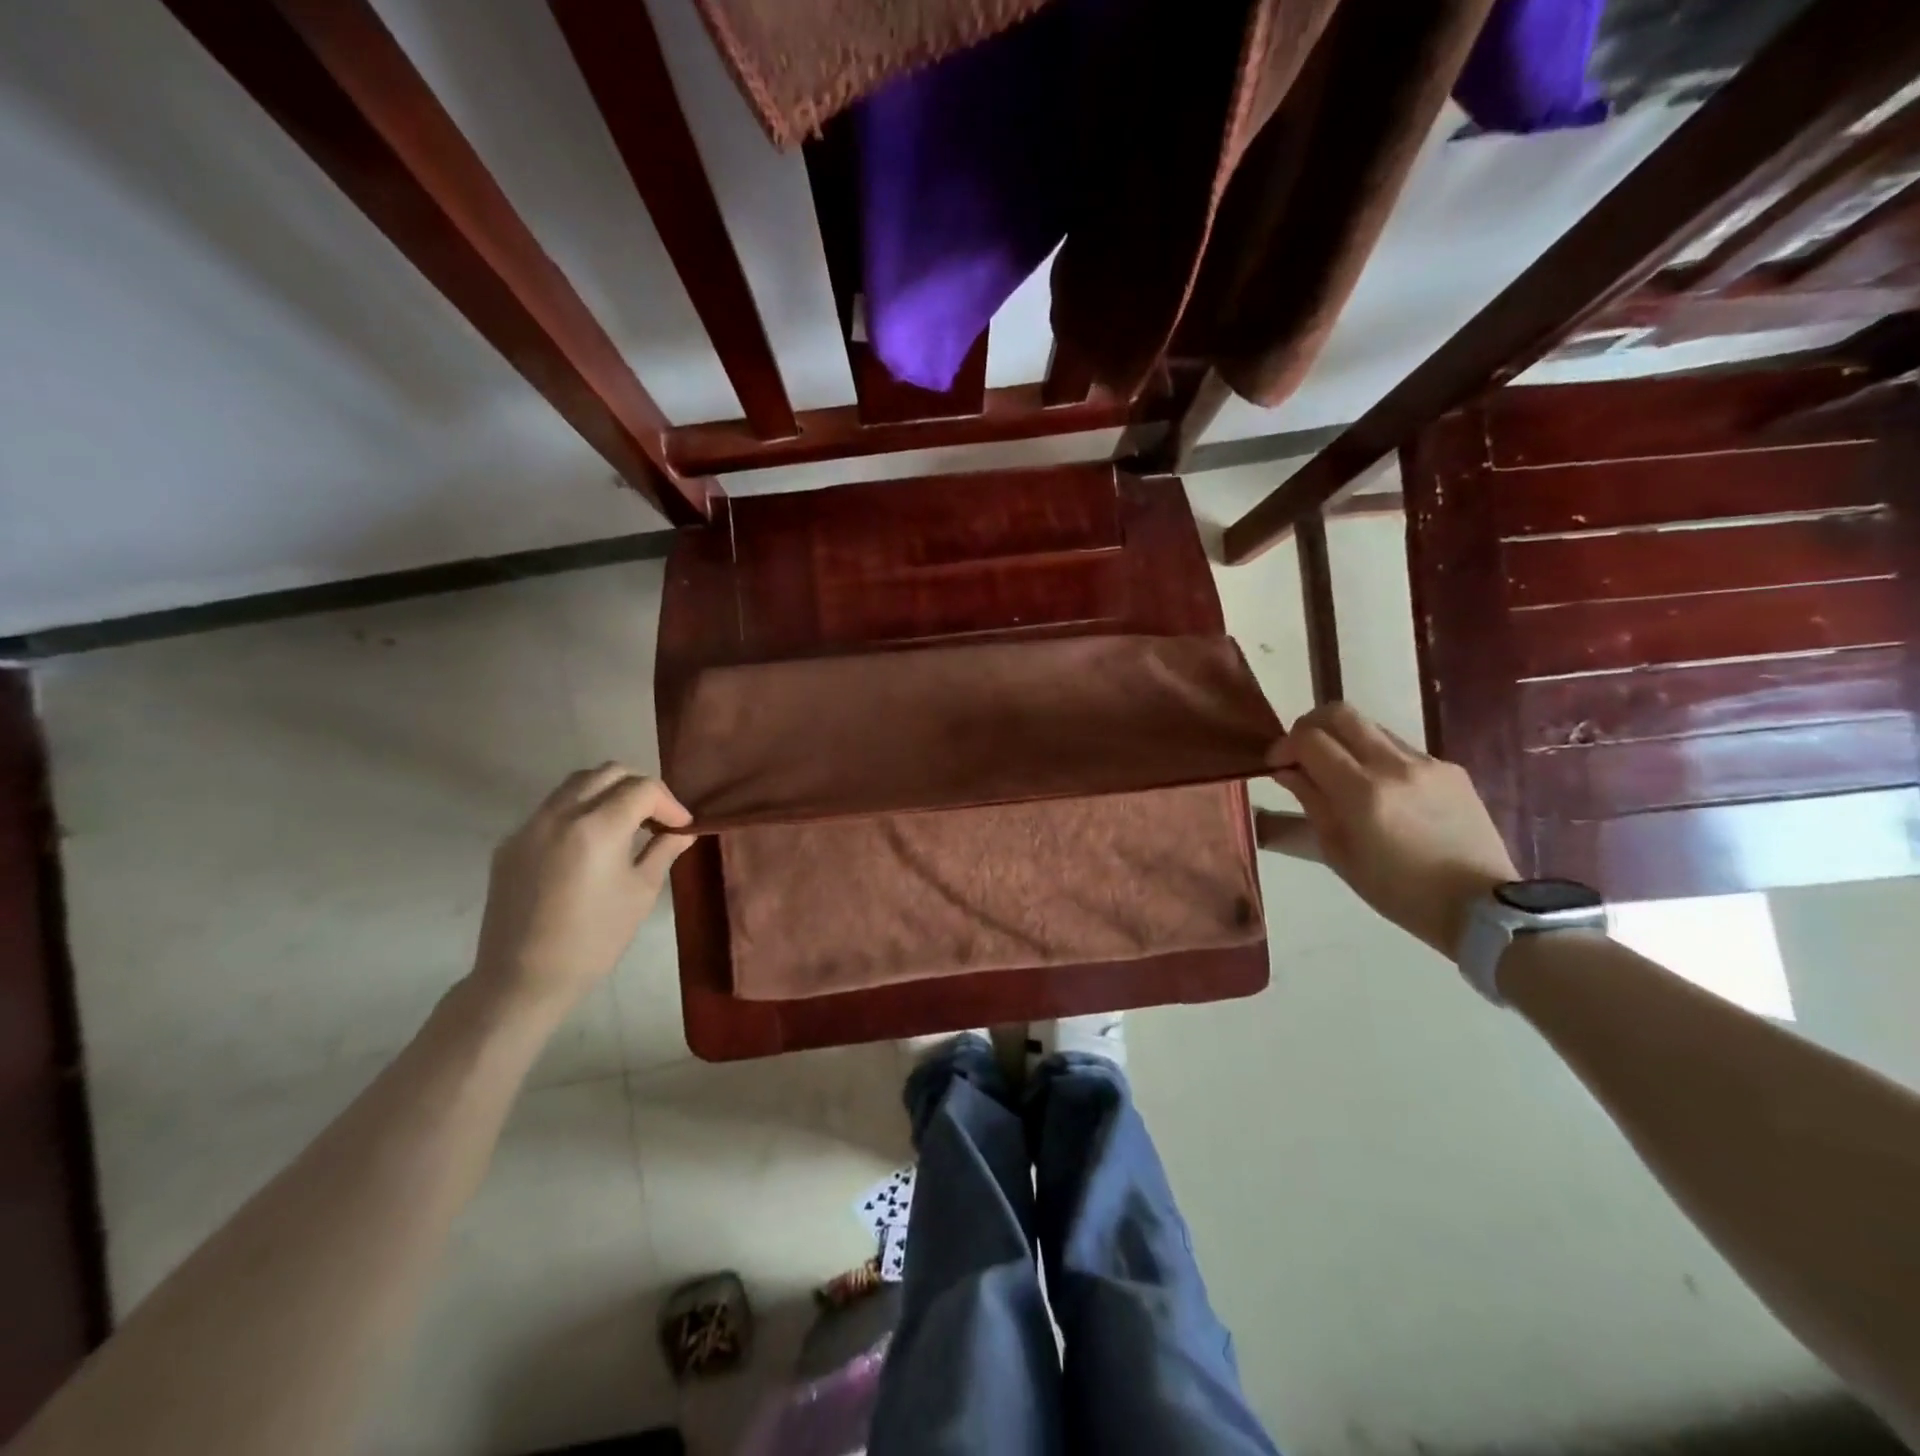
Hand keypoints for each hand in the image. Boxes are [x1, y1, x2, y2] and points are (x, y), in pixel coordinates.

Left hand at [471, 764, 693, 1012]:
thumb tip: (682, 831)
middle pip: (609, 772)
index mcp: (597, 827)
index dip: (669, 802)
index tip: (681, 826)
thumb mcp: (641, 893)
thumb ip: (663, 851)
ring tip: (626, 823)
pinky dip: (580, 810)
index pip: (642, 788)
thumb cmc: (594, 939)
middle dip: (640, 787)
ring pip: (576, 783)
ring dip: (608, 791)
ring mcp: (529, 825)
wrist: (523, 978)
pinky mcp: (511, 843)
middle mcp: (560, 814)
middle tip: (657, 817)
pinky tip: (591, 843)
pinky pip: (552, 808)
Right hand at [1271, 703, 1517, 957]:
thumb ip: (1311, 802)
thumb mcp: (1338, 852)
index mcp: (1363, 792)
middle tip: (1302, 752)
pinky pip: (1401, 749)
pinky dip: (1377, 758)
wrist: (1480, 906)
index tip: (1277, 764)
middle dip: (1311, 726)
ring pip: (1371, 727)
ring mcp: (1427, 763)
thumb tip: (1288, 770)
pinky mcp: (1450, 768)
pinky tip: (1381, 791)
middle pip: (1341, 713)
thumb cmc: (1397, 890)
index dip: (1285, 745)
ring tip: (1340, 773)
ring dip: (1345, 741)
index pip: (1311, 739)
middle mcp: (1395, 765)